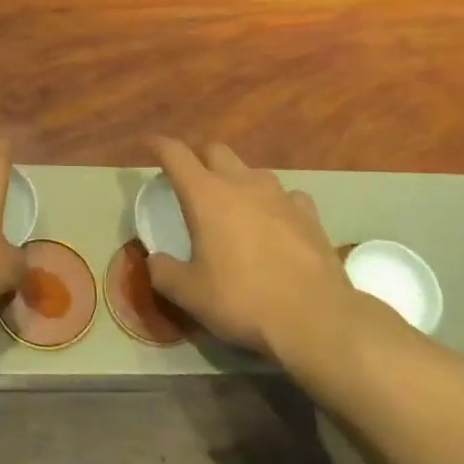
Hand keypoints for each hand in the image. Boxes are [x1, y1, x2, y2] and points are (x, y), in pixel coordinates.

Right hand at [145, 137, 378, 374]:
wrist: (316, 319)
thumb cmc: (242, 300)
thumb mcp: (188, 294)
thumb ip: (163, 272)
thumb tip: (154, 260)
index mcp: (205, 195)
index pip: (175, 154)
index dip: (158, 144)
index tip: (147, 144)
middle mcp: (241, 184)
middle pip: (215, 150)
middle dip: (198, 156)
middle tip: (189, 177)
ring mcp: (280, 196)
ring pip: (252, 170)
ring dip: (237, 179)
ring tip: (233, 202)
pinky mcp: (309, 215)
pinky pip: (287, 196)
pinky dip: (274, 203)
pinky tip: (275, 222)